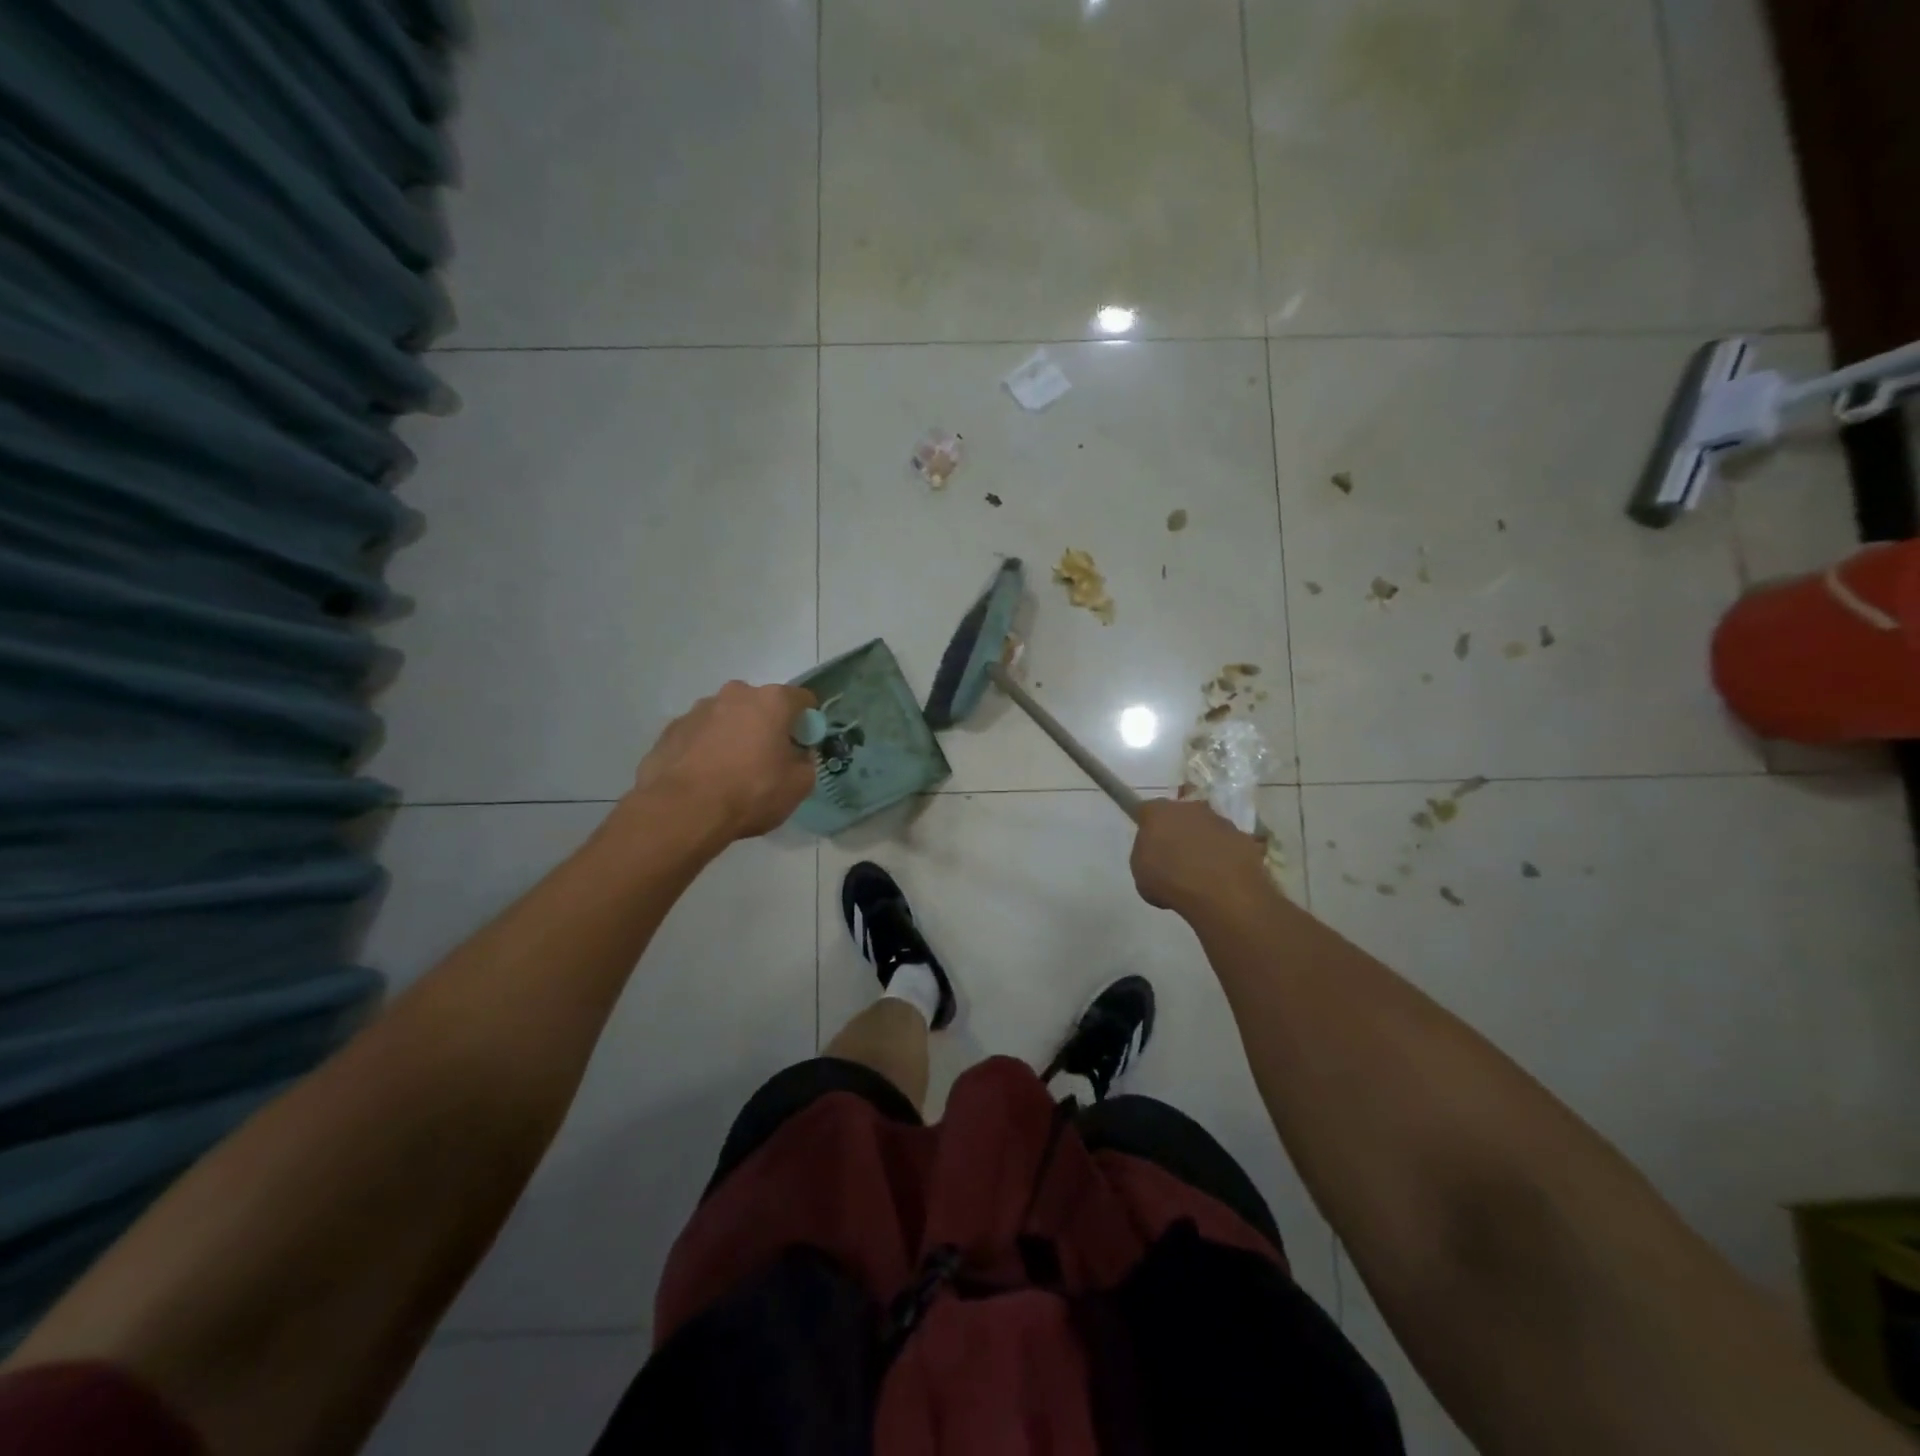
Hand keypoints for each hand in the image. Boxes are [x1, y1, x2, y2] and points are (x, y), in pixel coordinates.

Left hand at [632, 681, 818, 842]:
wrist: (683, 811)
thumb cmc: (751, 792)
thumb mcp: (798, 785)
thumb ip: (806, 762)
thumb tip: (798, 754)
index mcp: (772, 701)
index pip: (802, 699)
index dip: (807, 721)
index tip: (803, 744)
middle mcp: (736, 694)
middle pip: (761, 704)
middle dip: (767, 725)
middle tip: (767, 759)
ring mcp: (699, 709)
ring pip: (727, 717)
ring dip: (734, 735)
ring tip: (730, 771)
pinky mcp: (672, 729)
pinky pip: (700, 734)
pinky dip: (706, 748)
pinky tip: (704, 777)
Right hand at [1130, 798, 1272, 917]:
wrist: (1222, 893)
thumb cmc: (1170, 881)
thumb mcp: (1140, 873)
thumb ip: (1145, 855)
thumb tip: (1156, 853)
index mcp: (1159, 812)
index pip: (1147, 810)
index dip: (1147, 825)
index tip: (1148, 842)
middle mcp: (1190, 808)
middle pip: (1179, 815)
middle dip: (1176, 831)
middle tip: (1174, 857)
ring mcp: (1220, 821)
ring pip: (1205, 828)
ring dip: (1202, 843)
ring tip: (1200, 872)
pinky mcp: (1243, 838)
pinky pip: (1227, 845)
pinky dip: (1223, 857)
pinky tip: (1220, 878)